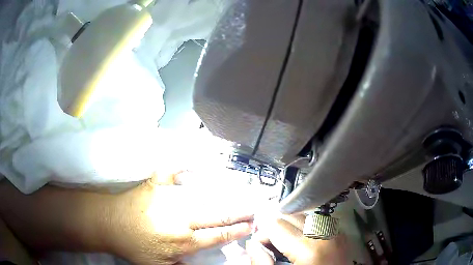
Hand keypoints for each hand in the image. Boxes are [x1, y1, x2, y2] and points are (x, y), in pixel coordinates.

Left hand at [108, 174, 254, 264]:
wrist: (109, 224)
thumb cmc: (134, 247)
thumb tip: (203, 261)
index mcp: (182, 241)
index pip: (218, 235)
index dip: (237, 230)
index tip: (251, 224)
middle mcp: (180, 218)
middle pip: (217, 215)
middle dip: (239, 212)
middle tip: (254, 207)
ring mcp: (168, 198)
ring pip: (204, 197)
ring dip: (224, 196)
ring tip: (241, 193)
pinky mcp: (156, 184)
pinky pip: (173, 170)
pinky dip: (185, 164)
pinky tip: (198, 160)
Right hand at [246, 214, 346, 264]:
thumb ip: (262, 262)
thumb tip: (252, 243)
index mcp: (310, 249)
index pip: (276, 224)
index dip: (263, 234)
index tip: (259, 246)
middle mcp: (326, 234)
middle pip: (291, 215)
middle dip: (277, 227)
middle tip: (272, 245)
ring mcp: (336, 232)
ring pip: (305, 216)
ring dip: (291, 227)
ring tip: (287, 244)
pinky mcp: (341, 234)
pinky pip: (318, 222)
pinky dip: (305, 228)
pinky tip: (303, 243)